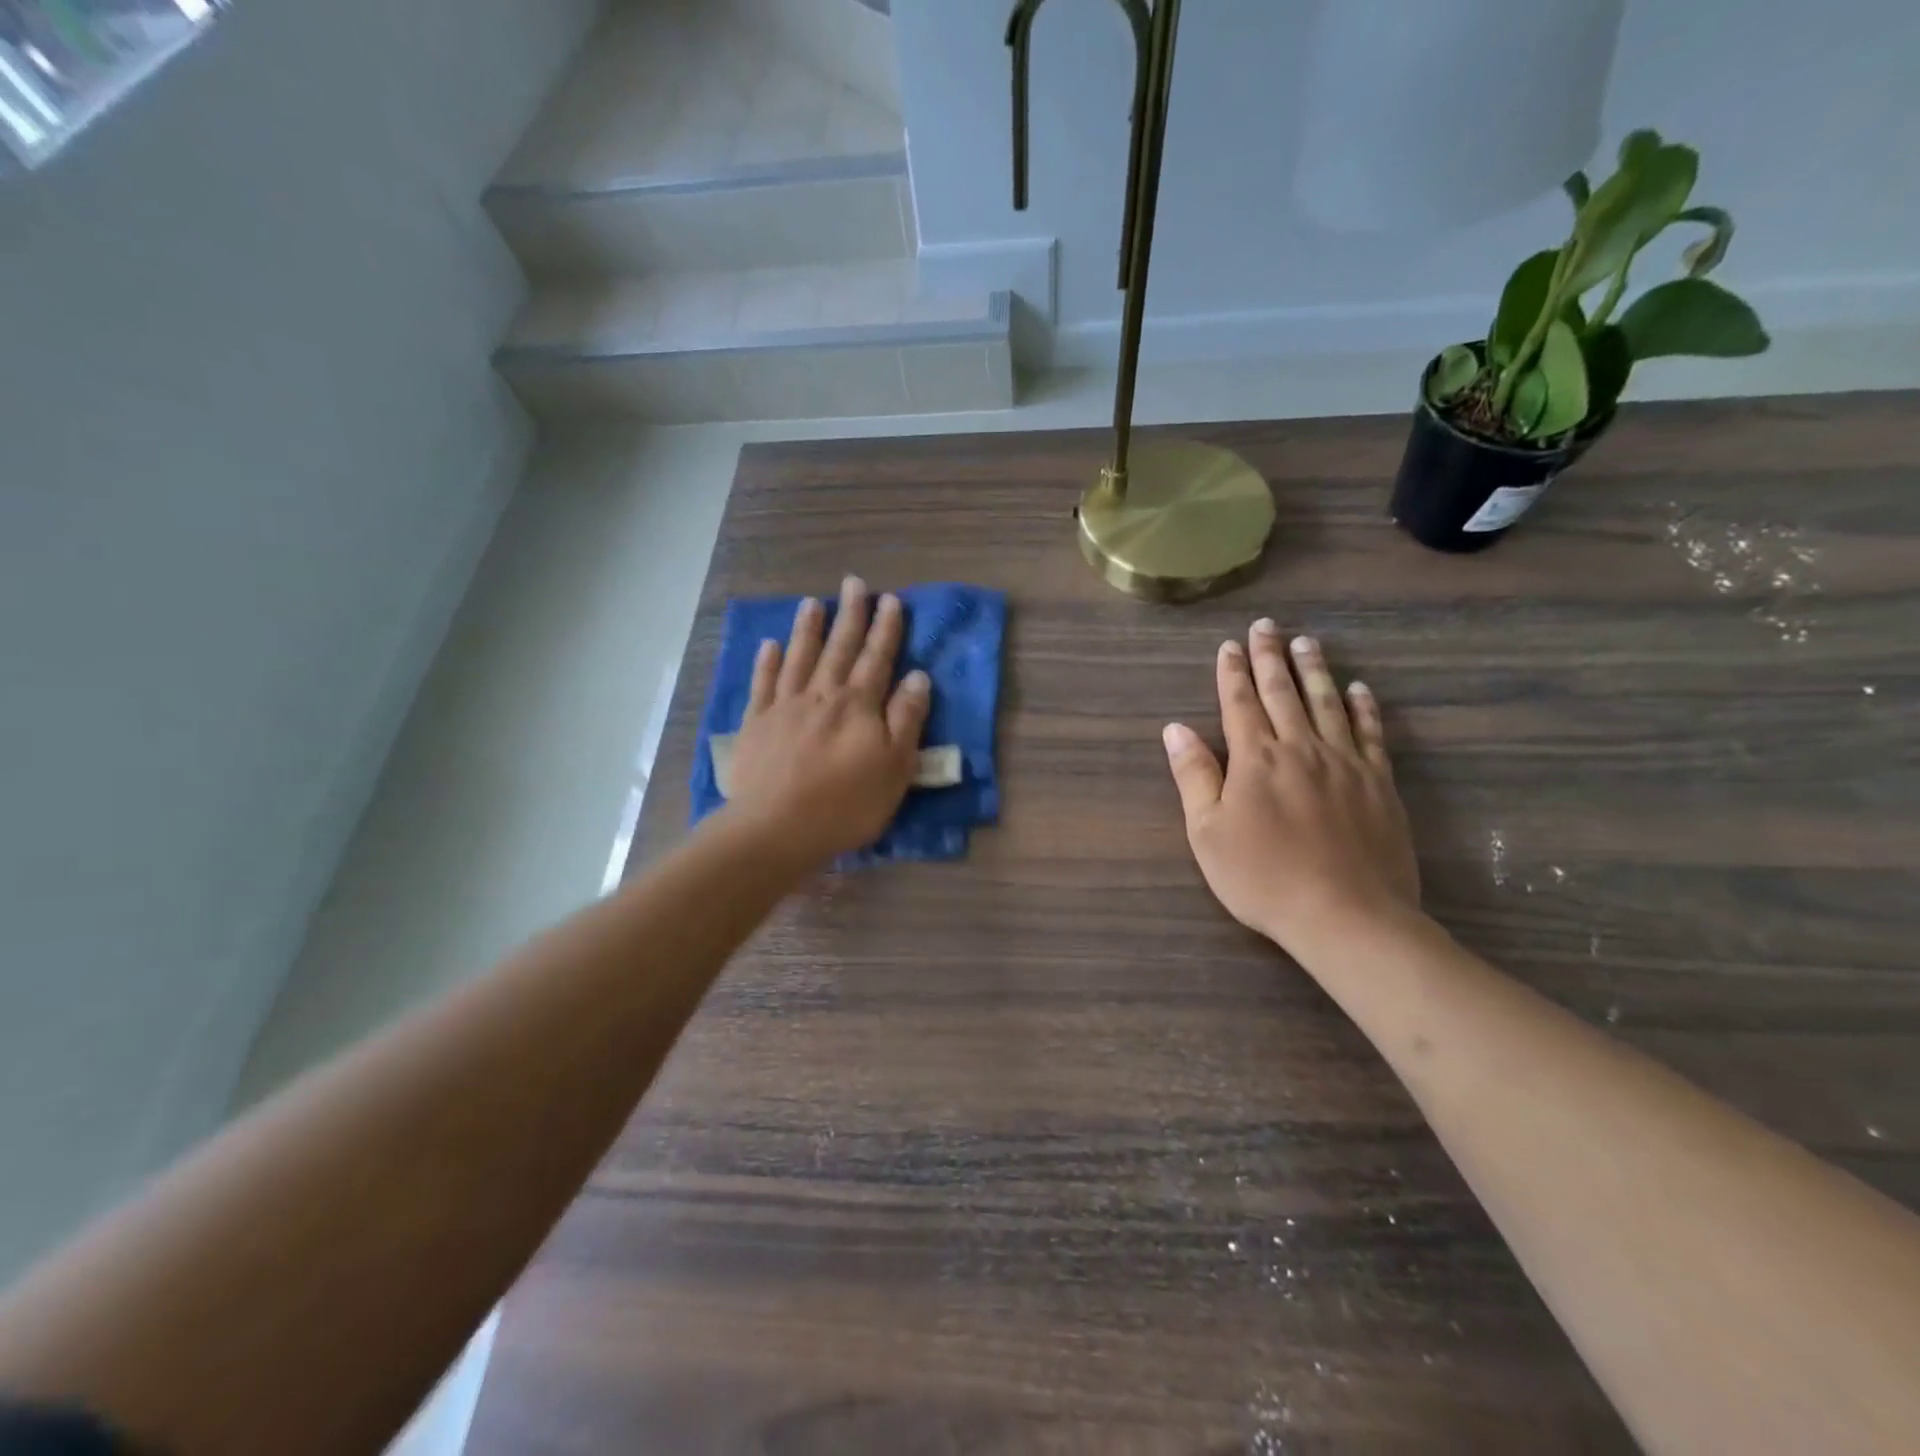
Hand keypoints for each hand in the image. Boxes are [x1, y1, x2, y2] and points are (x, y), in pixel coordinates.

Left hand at [725, 575, 930, 865]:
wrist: (777, 828)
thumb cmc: (846, 803)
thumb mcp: (895, 767)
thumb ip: (906, 720)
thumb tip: (918, 677)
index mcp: (859, 705)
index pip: (877, 658)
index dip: (886, 629)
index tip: (891, 600)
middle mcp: (822, 695)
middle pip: (839, 648)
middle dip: (850, 615)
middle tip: (854, 583)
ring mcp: (785, 707)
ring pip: (800, 658)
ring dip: (808, 629)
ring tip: (813, 602)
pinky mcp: (756, 725)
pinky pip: (763, 684)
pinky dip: (767, 663)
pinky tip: (770, 645)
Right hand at [1163, 620, 1419, 954]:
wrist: (1346, 915)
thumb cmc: (1263, 878)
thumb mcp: (1208, 833)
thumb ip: (1193, 776)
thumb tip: (1175, 729)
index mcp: (1255, 758)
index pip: (1239, 703)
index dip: (1232, 672)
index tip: (1230, 645)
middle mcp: (1300, 748)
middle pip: (1283, 692)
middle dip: (1271, 657)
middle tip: (1267, 625)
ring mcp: (1345, 763)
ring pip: (1328, 703)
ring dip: (1315, 670)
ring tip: (1308, 642)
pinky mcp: (1379, 783)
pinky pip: (1372, 734)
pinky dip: (1364, 708)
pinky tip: (1360, 690)